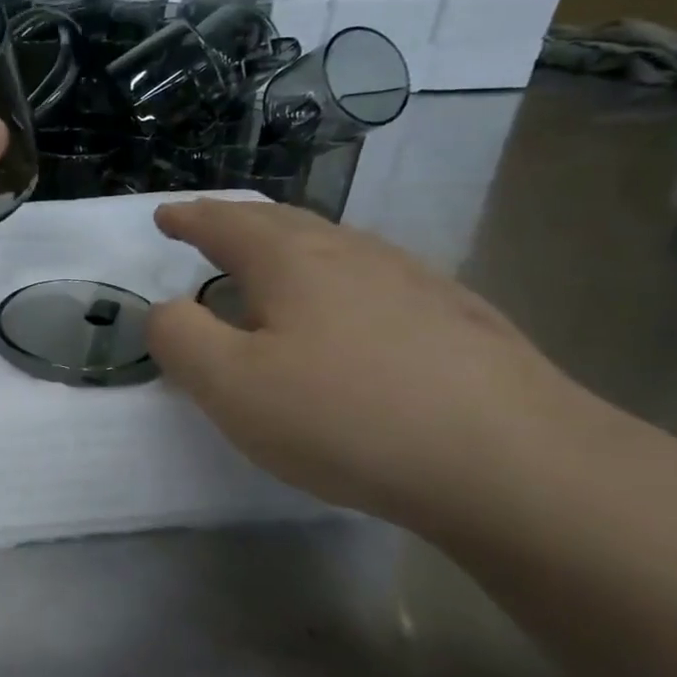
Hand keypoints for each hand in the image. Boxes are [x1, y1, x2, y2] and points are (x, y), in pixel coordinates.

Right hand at [146, 199, 600, 530]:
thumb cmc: (345, 417)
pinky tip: (347, 314)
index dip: (189, 218)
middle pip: (283, 222)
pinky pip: (373, 279)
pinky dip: (336, 280)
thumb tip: (169, 308)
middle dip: (238, 222)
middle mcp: (352, 252)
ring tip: (271, 269)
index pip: (225, 222)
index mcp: (290, 260)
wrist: (511, 460)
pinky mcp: (455, 316)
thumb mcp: (230, 385)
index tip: (165, 216)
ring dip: (290, 248)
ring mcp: (412, 279)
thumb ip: (179, 338)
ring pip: (334, 246)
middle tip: (211, 230)